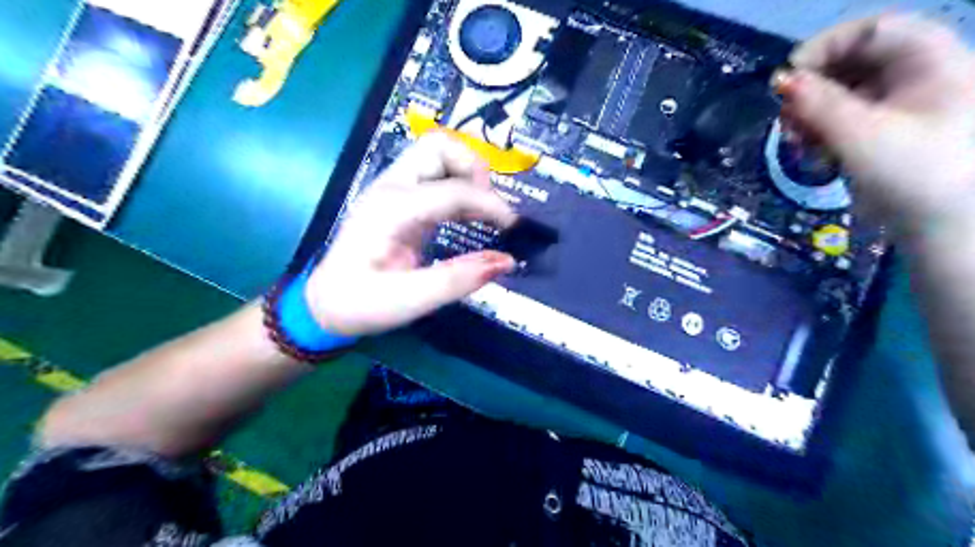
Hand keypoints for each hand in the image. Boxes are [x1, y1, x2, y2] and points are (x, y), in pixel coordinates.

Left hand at [303, 133, 521, 338]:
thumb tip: (508, 261)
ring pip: (438, 153)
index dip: (491, 204)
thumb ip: (458, 280)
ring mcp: (393, 188)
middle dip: (474, 169)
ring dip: (467, 174)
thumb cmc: (361, 303)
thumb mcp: (409, 301)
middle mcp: (391, 187)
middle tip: (489, 209)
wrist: (325, 303)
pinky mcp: (399, 198)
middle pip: (439, 146)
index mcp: (391, 209)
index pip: (453, 189)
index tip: (513, 228)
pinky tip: (470, 216)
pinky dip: (459, 187)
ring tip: (483, 213)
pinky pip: (435, 175)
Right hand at [779, 15, 973, 231]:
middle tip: (784, 116)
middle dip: (813, 87)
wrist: (944, 228)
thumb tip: (781, 81)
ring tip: (794, 140)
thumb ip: (818, 105)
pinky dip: (822, 130)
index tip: (787, 79)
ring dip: (811, 113)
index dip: (826, 46)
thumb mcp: (861, 136)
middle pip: (855, 61)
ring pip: (845, 92)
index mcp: (931, 62)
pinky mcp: (885, 133)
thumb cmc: (913, 175)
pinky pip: (846, 118)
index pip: (872, 29)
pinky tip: (810, 151)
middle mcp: (918, 77)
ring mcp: (902, 106)